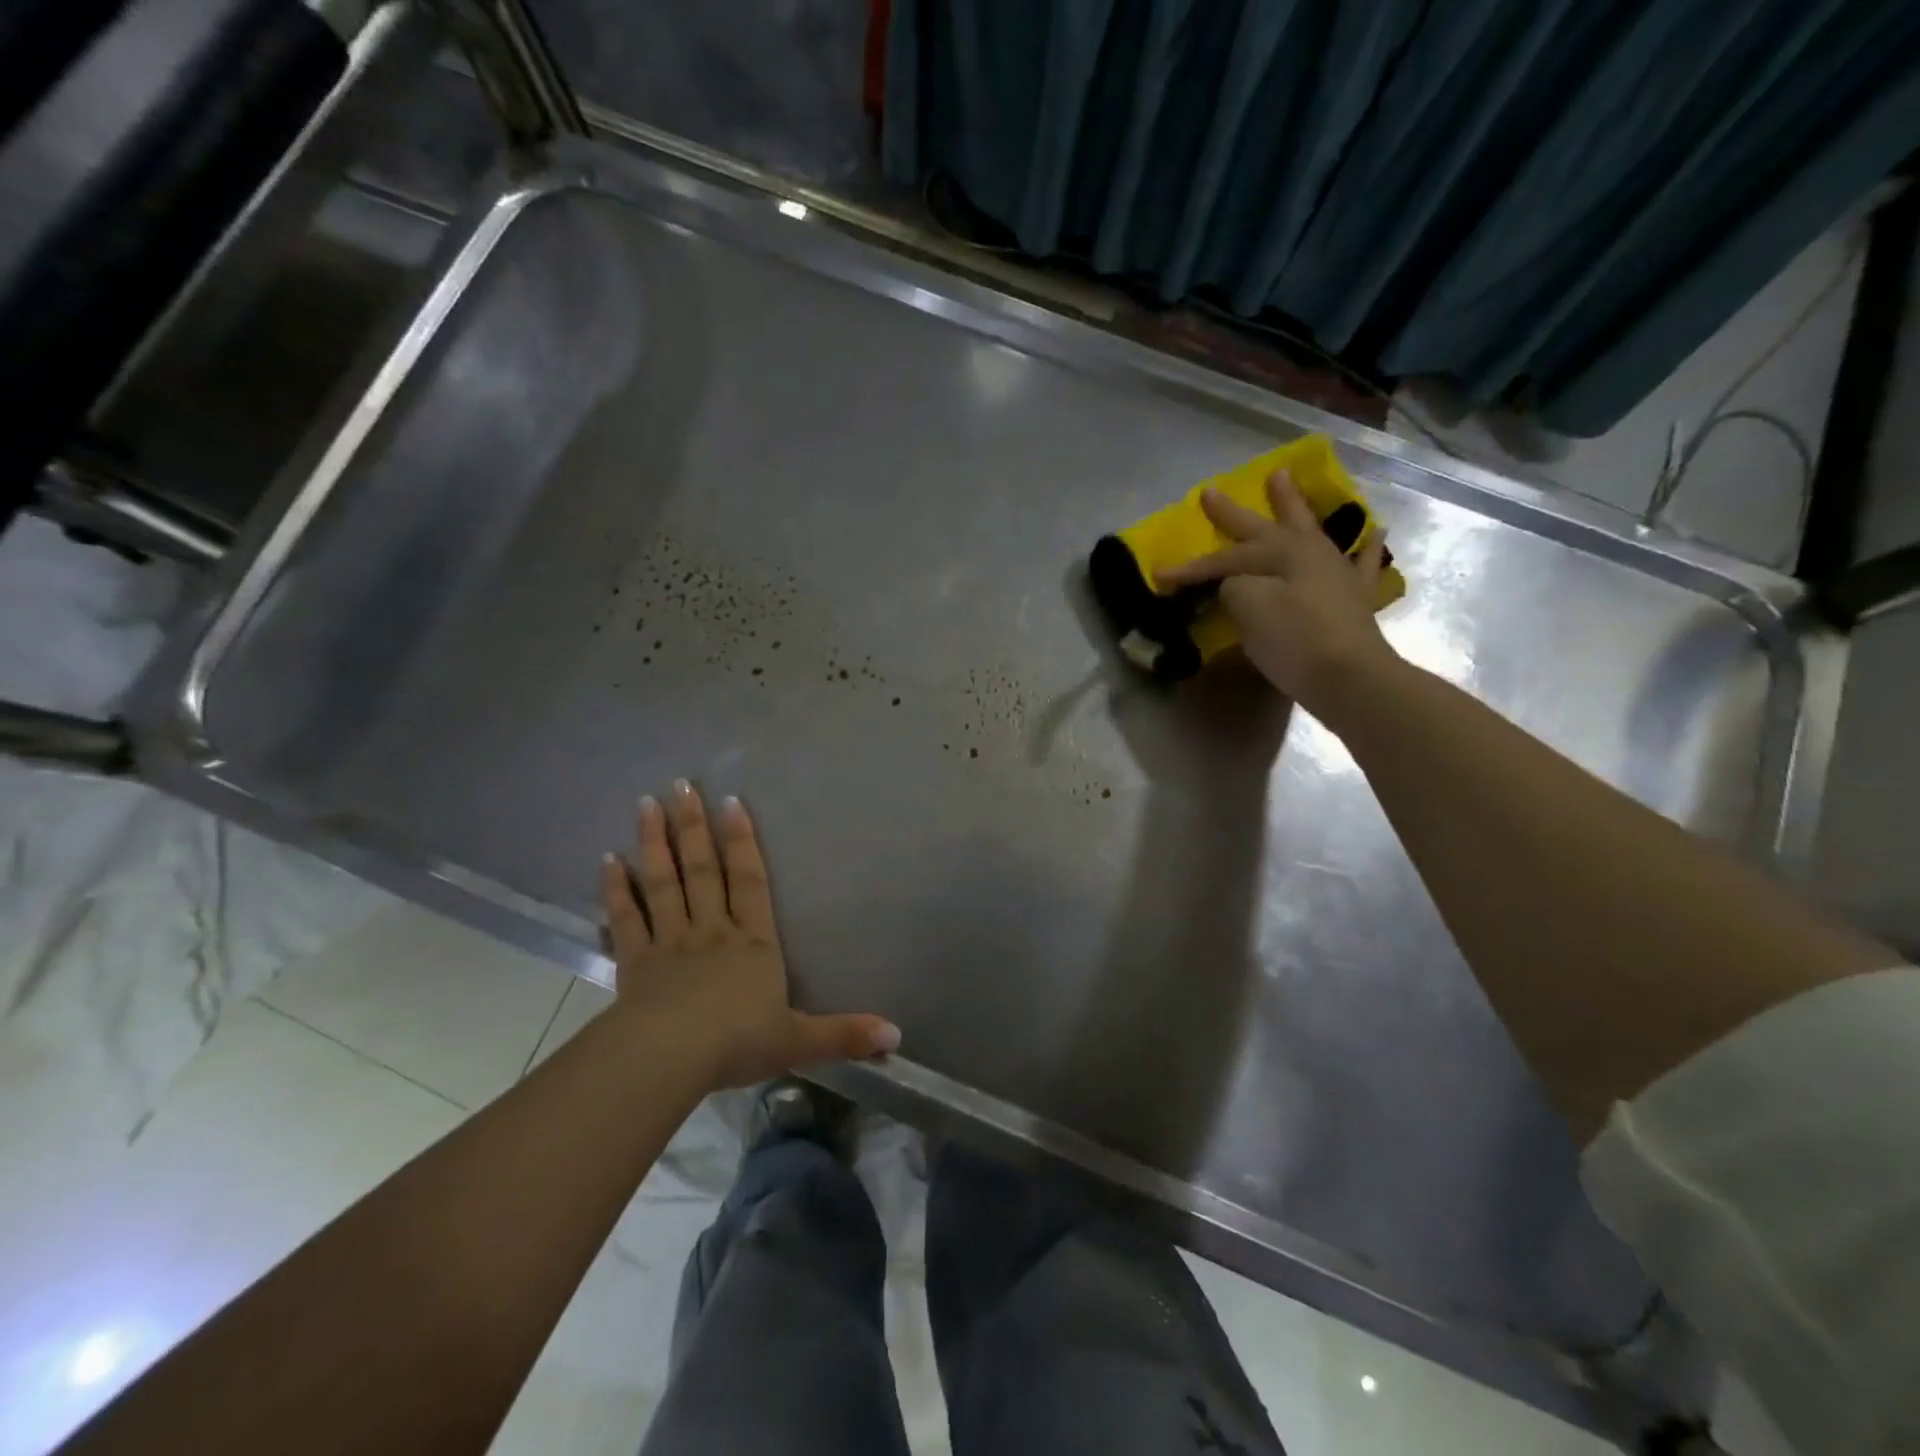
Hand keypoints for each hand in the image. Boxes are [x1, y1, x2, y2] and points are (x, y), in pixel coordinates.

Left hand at [601, 781, 899, 1089]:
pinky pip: (626, 919)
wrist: (671, 1059)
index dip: (742, 842)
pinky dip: (617, 890)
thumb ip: (845, 1034)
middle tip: (680, 784)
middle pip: (703, 871)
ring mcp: (670, 944)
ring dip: (655, 844)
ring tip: (645, 803)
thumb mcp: (799, 1040)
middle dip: (693, 827)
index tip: (731, 802)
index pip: (750, 882)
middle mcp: (712, 932)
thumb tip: (898, 1035)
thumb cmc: (738, 1043)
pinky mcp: (635, 963)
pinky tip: (608, 861)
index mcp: (752, 944)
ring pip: (663, 884)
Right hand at [1156, 469, 1400, 722]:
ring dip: (1294, 507)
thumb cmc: (1293, 640)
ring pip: (1311, 531)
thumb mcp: (1248, 607)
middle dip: (1233, 513)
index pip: (1225, 558)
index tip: (1159, 575)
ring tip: (1283, 481)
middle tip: (1211, 492)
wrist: (1348, 679)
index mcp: (1282, 552)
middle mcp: (1310, 552)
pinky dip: (1367, 549)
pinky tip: (1375, 532)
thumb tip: (1236, 585)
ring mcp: (1336, 573)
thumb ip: (1235, 586)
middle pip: (1264, 527)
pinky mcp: (1354, 600)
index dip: (1191, 568)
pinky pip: (1361, 565)